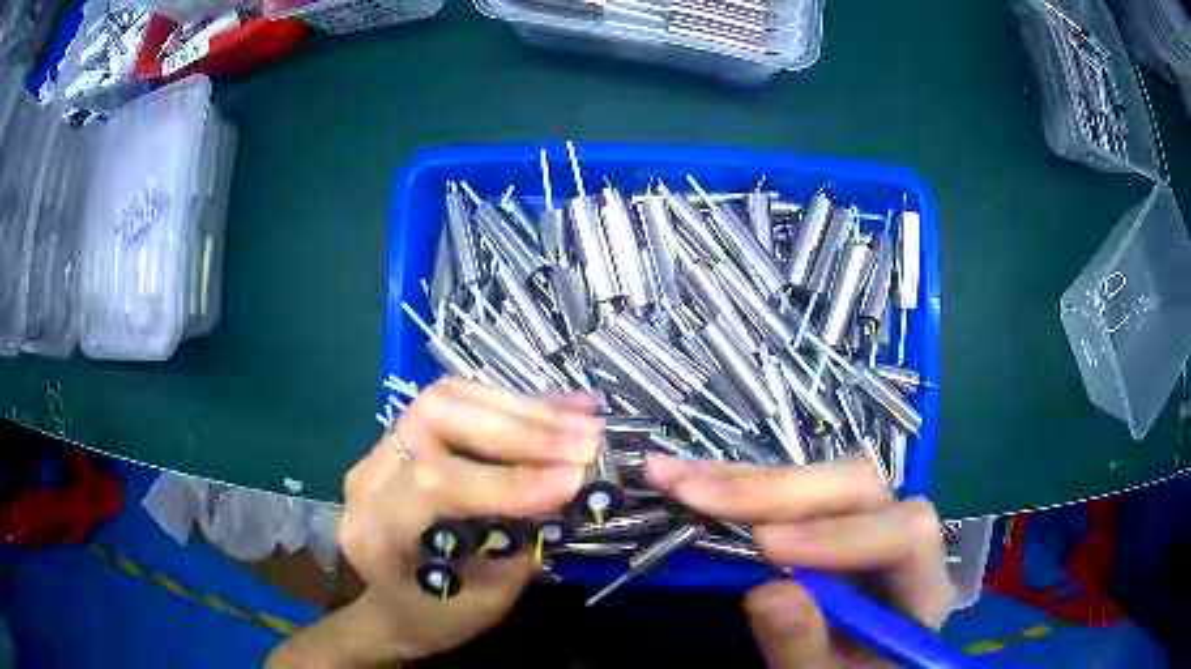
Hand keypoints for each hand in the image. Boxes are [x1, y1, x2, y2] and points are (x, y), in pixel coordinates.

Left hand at [268, 379, 599, 667]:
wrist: (394, 607)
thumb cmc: (437, 617)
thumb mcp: (486, 597)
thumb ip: (520, 539)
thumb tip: (568, 481)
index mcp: (376, 532)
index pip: (436, 483)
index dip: (508, 479)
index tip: (574, 481)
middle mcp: (368, 477)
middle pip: (437, 417)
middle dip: (520, 428)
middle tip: (586, 443)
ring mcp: (381, 448)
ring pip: (450, 397)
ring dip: (524, 410)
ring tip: (584, 423)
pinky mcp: (404, 436)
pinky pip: (459, 402)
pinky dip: (516, 405)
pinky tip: (564, 408)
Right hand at [645, 455, 950, 667]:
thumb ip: (805, 646)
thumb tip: (766, 592)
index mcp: (919, 583)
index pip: (905, 535)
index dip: (840, 537)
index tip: (767, 549)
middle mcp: (897, 537)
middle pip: (858, 488)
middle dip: (775, 491)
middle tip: (698, 496)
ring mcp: (862, 524)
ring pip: (817, 479)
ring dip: (742, 479)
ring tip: (672, 475)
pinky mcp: (826, 523)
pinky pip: (787, 494)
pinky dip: (735, 487)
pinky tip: (690, 478)